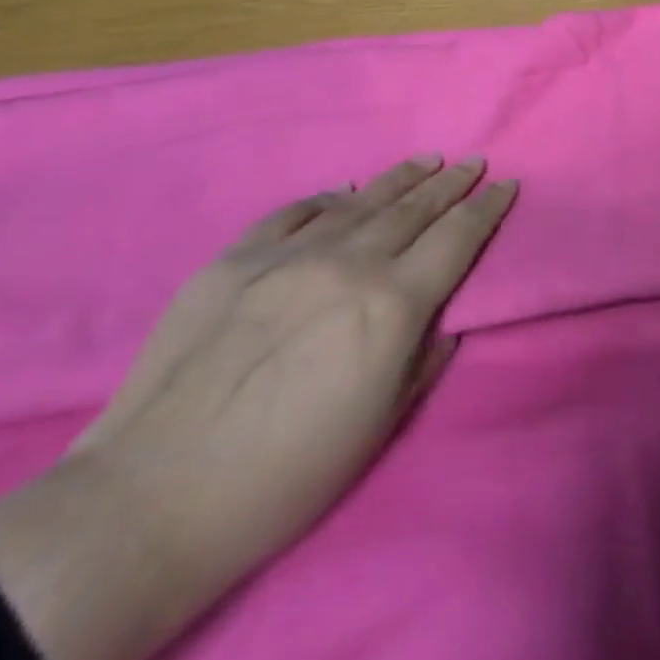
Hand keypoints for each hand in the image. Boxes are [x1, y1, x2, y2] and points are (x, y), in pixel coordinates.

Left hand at [0, 155, 516, 659]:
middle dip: (451, 183)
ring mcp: (288, 255)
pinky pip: (293, 214)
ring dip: (400, 178)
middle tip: (473, 161)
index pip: (458, 238)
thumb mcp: (382, 423)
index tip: (506, 185)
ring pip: (360, 200)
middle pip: (414, 208)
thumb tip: (439, 318)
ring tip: (426, 160)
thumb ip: (424, 357)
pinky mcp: (234, 259)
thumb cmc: (288, 474)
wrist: (153, 499)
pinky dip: (326, 200)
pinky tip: (342, 193)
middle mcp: (348, 263)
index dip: (487, 208)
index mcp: (393, 303)